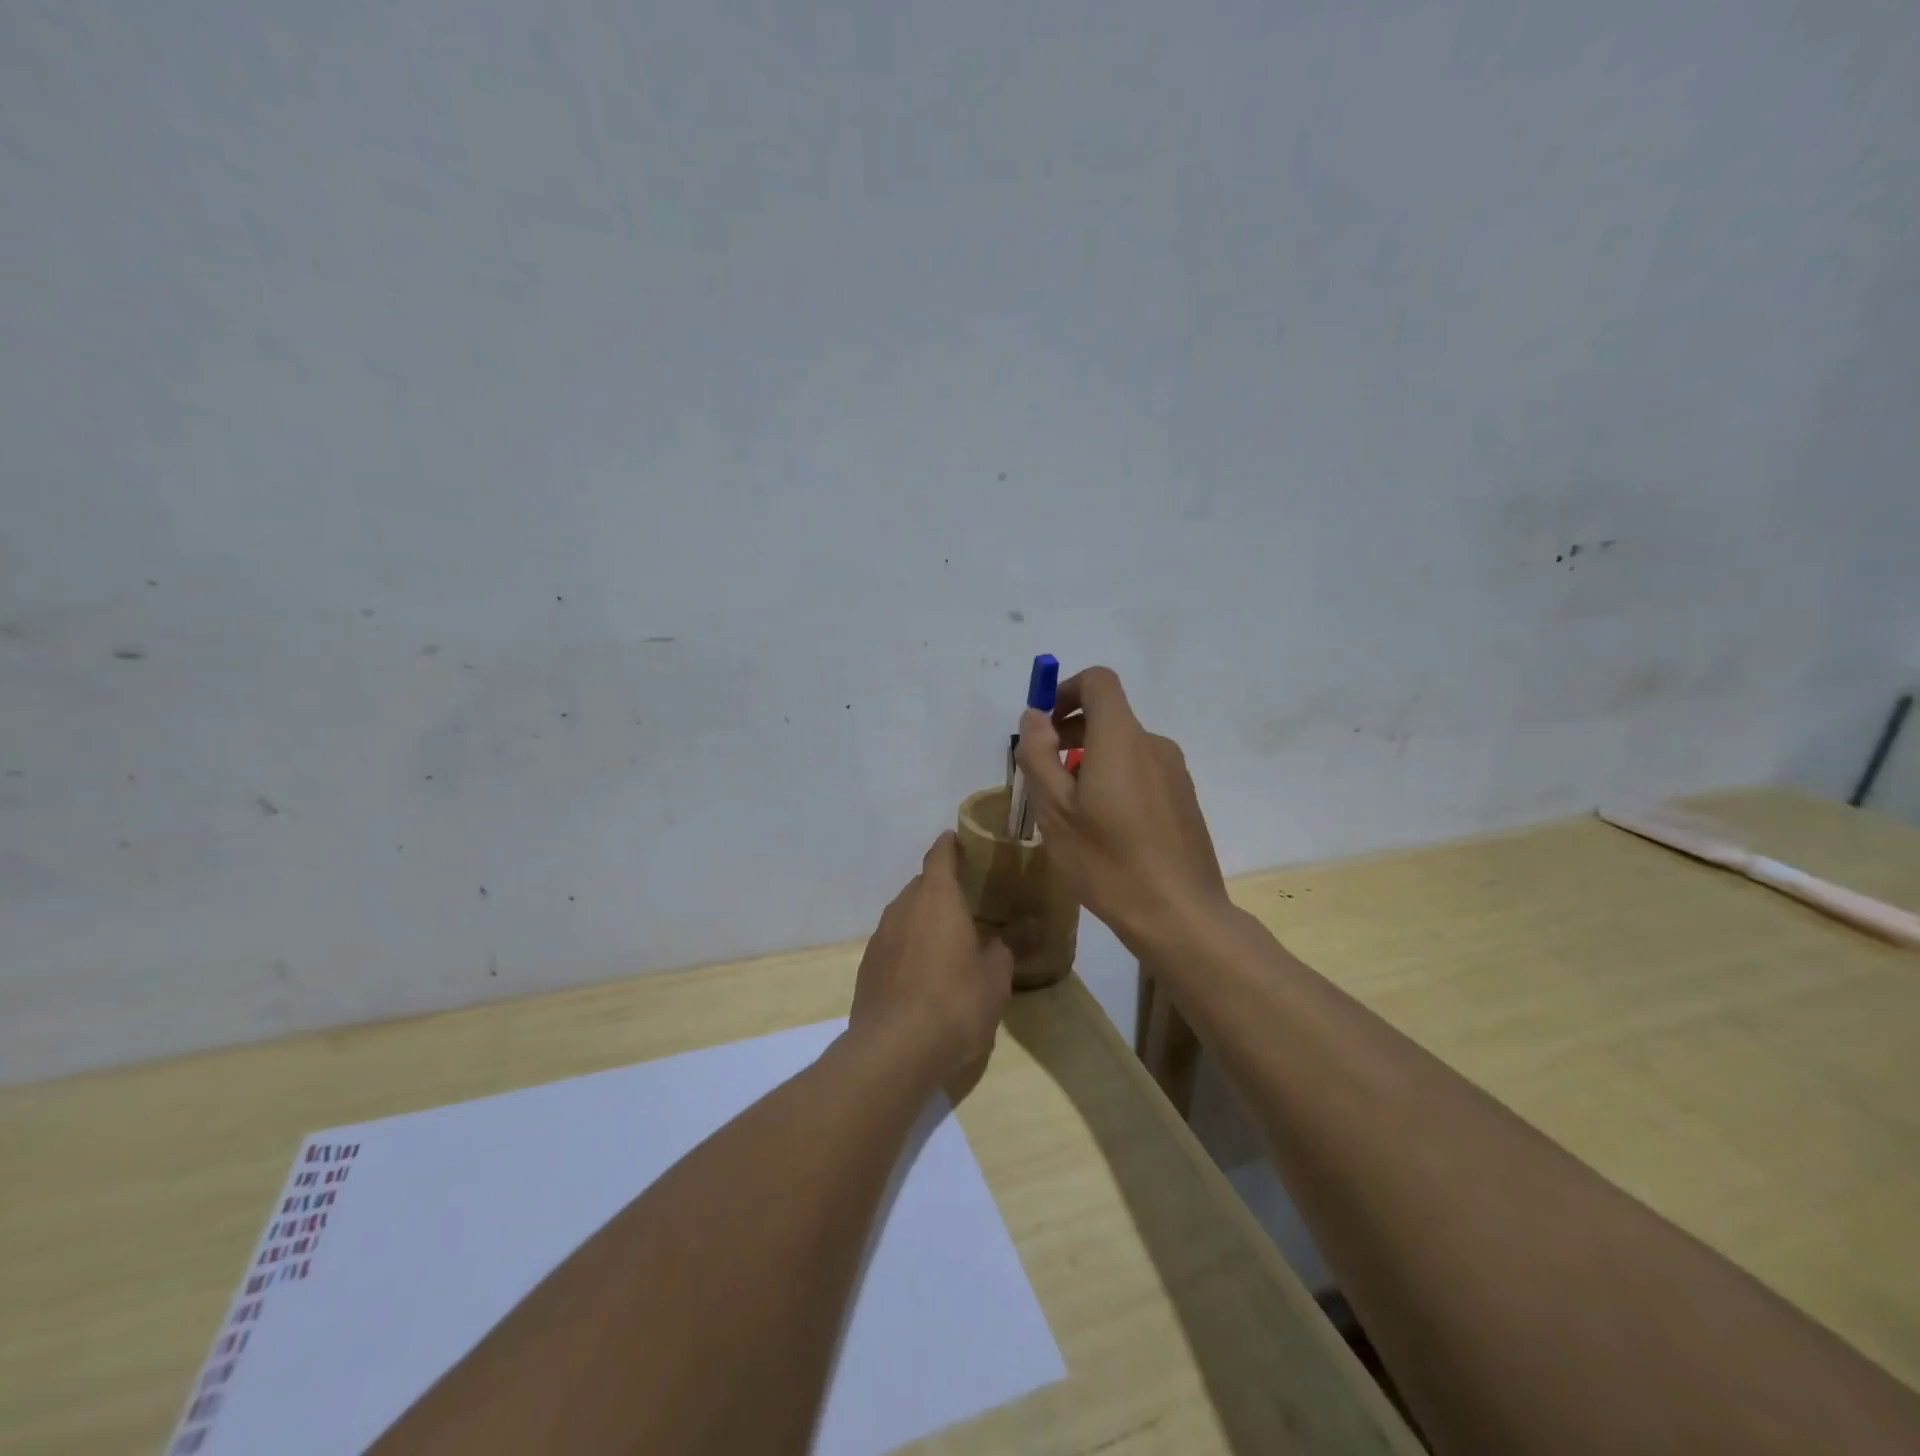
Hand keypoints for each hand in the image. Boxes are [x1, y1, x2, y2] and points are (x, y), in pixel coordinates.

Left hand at [849, 831, 1013, 1086]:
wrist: (894, 1050)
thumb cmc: (954, 1003)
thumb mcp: (994, 980)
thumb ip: (1002, 952)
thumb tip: (1003, 941)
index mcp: (936, 899)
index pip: (940, 856)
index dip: (949, 845)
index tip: (957, 838)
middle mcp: (903, 908)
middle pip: (921, 885)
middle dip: (941, 889)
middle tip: (967, 902)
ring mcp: (880, 937)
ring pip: (905, 914)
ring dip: (924, 919)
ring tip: (947, 939)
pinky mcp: (867, 966)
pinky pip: (893, 943)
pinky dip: (909, 946)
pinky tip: (924, 973)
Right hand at [1015, 666, 1228, 951]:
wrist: (1180, 915)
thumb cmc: (1108, 861)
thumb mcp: (1056, 811)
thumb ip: (1038, 755)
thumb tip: (1034, 717)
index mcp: (1122, 739)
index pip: (1098, 682)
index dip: (1065, 690)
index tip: (1043, 727)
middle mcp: (1154, 745)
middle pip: (1109, 716)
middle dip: (1070, 733)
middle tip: (1043, 776)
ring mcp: (1174, 773)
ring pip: (1123, 748)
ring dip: (1090, 761)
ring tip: (1070, 810)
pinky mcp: (1184, 799)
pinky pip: (1142, 772)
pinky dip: (1115, 780)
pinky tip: (1104, 829)